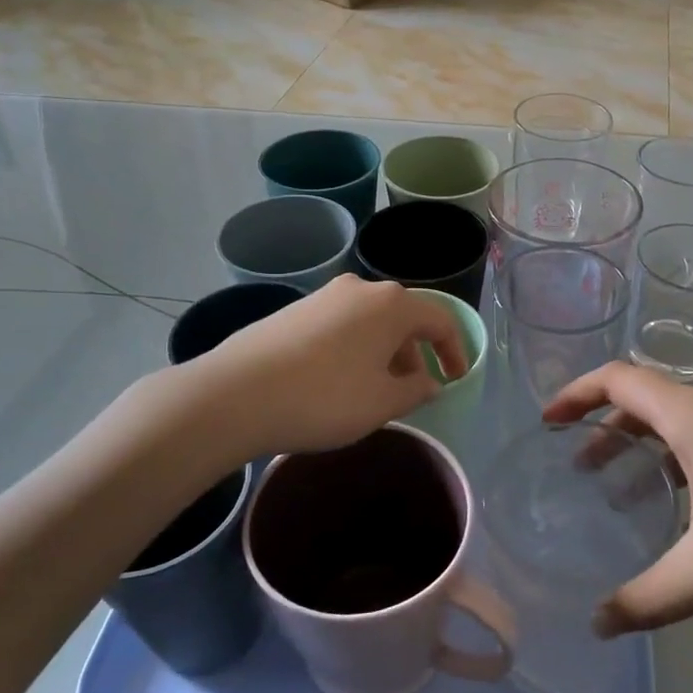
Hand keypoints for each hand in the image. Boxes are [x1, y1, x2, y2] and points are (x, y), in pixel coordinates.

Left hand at [192, 275, 467, 459]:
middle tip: (413, 390)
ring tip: (375, 390)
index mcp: (391, 304)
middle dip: (415, 353)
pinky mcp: (294, 310)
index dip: (454, 351)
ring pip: (370, 321)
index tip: (455, 379)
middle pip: (403, 318)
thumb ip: (416, 390)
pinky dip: (354, 349)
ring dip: (383, 352)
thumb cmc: (324, 398)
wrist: (236, 394)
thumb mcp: (382, 403)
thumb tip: (429, 382)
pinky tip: (338, 381)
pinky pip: (341, 326)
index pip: (439, 320)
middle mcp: (360, 289)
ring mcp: (323, 296)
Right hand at [542, 363, 692, 635]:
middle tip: (576, 468)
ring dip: (640, 448)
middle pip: (644, 401)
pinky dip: (676, 464)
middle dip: (603, 428)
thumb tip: (598, 626)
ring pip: (678, 426)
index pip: (617, 380)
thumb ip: (650, 598)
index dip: (576, 394)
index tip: (547, 423)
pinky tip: (684, 511)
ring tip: (617, 491)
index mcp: (691, 417)